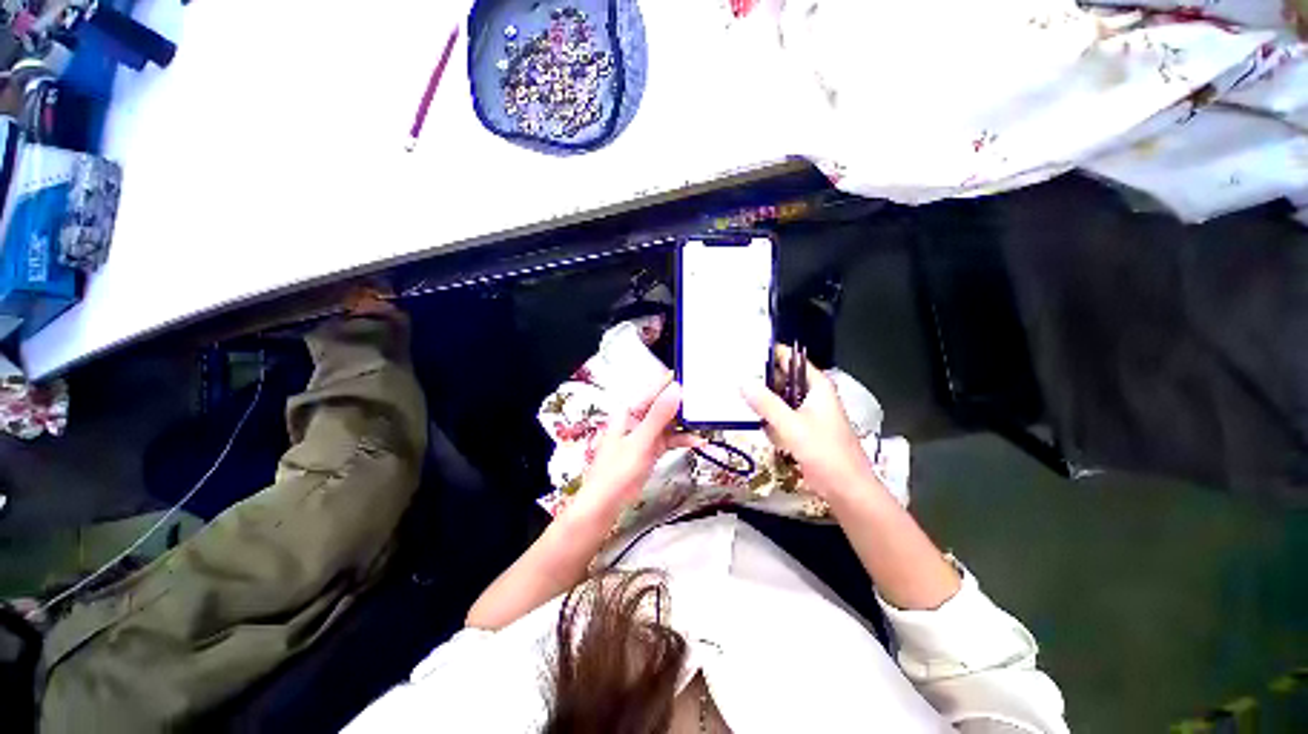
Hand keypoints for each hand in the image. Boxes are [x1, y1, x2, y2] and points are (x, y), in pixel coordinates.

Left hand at [570, 372, 702, 521]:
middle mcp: (637, 420)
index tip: (690, 375)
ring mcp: (645, 435)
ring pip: (669, 423)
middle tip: (704, 401)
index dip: (670, 383)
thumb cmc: (616, 472)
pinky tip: (697, 442)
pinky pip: (670, 439)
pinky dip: (682, 440)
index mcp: (629, 412)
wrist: (606, 504)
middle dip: (682, 405)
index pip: (652, 391)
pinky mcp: (651, 449)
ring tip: (705, 422)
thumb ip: (659, 416)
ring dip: (685, 424)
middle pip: (663, 406)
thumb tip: (675, 390)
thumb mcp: (640, 441)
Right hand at [742, 346, 878, 502]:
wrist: (846, 490)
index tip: (744, 353)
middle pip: (783, 377)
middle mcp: (812, 395)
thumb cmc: (824, 452)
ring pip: (779, 398)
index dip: (769, 353)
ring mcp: (806, 412)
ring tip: (735, 393)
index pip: (791, 359)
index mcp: (817, 386)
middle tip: (733, 374)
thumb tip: (743, 382)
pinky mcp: (801, 429)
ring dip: (762, 398)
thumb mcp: (792, 426)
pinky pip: (779, 415)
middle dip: (761, 377)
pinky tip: (750, 417)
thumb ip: (766, 404)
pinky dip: (767, 416)